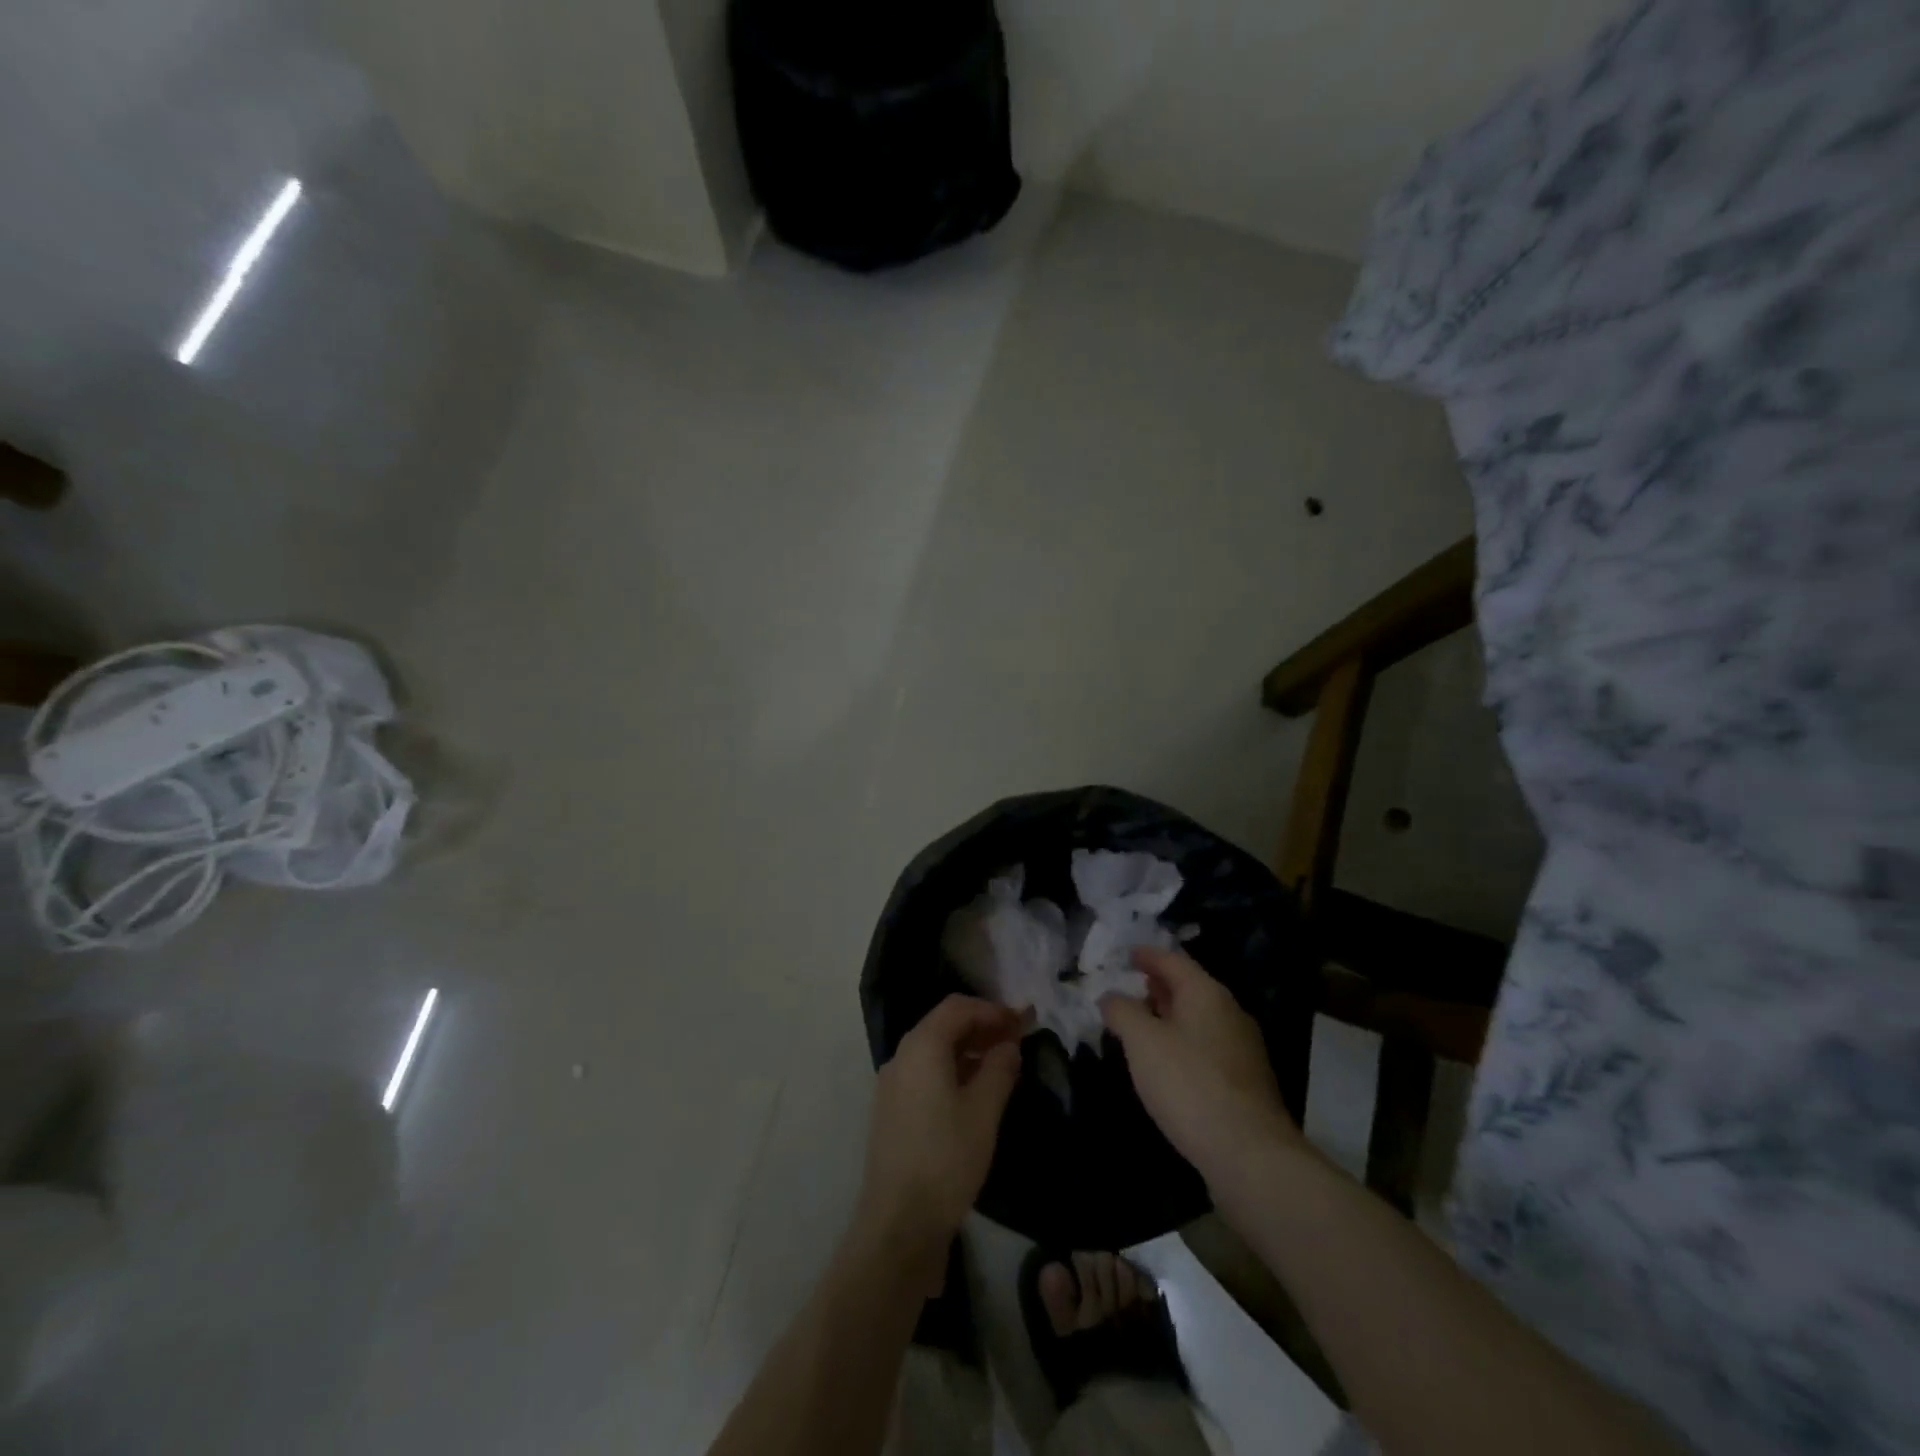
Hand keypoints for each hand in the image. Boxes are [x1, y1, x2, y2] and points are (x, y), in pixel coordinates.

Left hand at [854, 995, 1022, 1290]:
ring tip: (1002, 1066)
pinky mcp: (892, 1110)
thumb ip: (999, 1069)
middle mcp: (902, 1056)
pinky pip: (925, 1073)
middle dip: (981, 1027)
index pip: (958, 1007)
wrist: (899, 1222)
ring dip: (968, 1050)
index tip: (1022, 1023)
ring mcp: (893, 1084)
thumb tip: (1009, 1045)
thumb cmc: (946, 1158)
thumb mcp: (984, 1111)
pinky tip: (975, 1093)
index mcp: (922, 1046)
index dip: (992, 1010)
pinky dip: (952, 1071)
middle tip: (1016, 1041)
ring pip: (934, 1050)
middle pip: (944, 1025)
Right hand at [1101, 947, 1302, 1182]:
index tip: (1127, 954)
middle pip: (1190, 988)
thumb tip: (1111, 997)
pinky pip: (1207, 1047)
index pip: (1173, 961)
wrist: (1249, 1154)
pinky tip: (1167, 1063)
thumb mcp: (1142, 1042)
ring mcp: (1242, 1049)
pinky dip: (1183, 1043)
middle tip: (1131, 987)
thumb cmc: (1189, 1084)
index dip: (1147, 955)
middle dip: (1159, 985)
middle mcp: (1230, 1013)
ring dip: (1170, 1016)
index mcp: (1206, 993)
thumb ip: (1122, 1012)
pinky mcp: (1245, 1082)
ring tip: (1142, 1024)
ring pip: (1199, 1019)